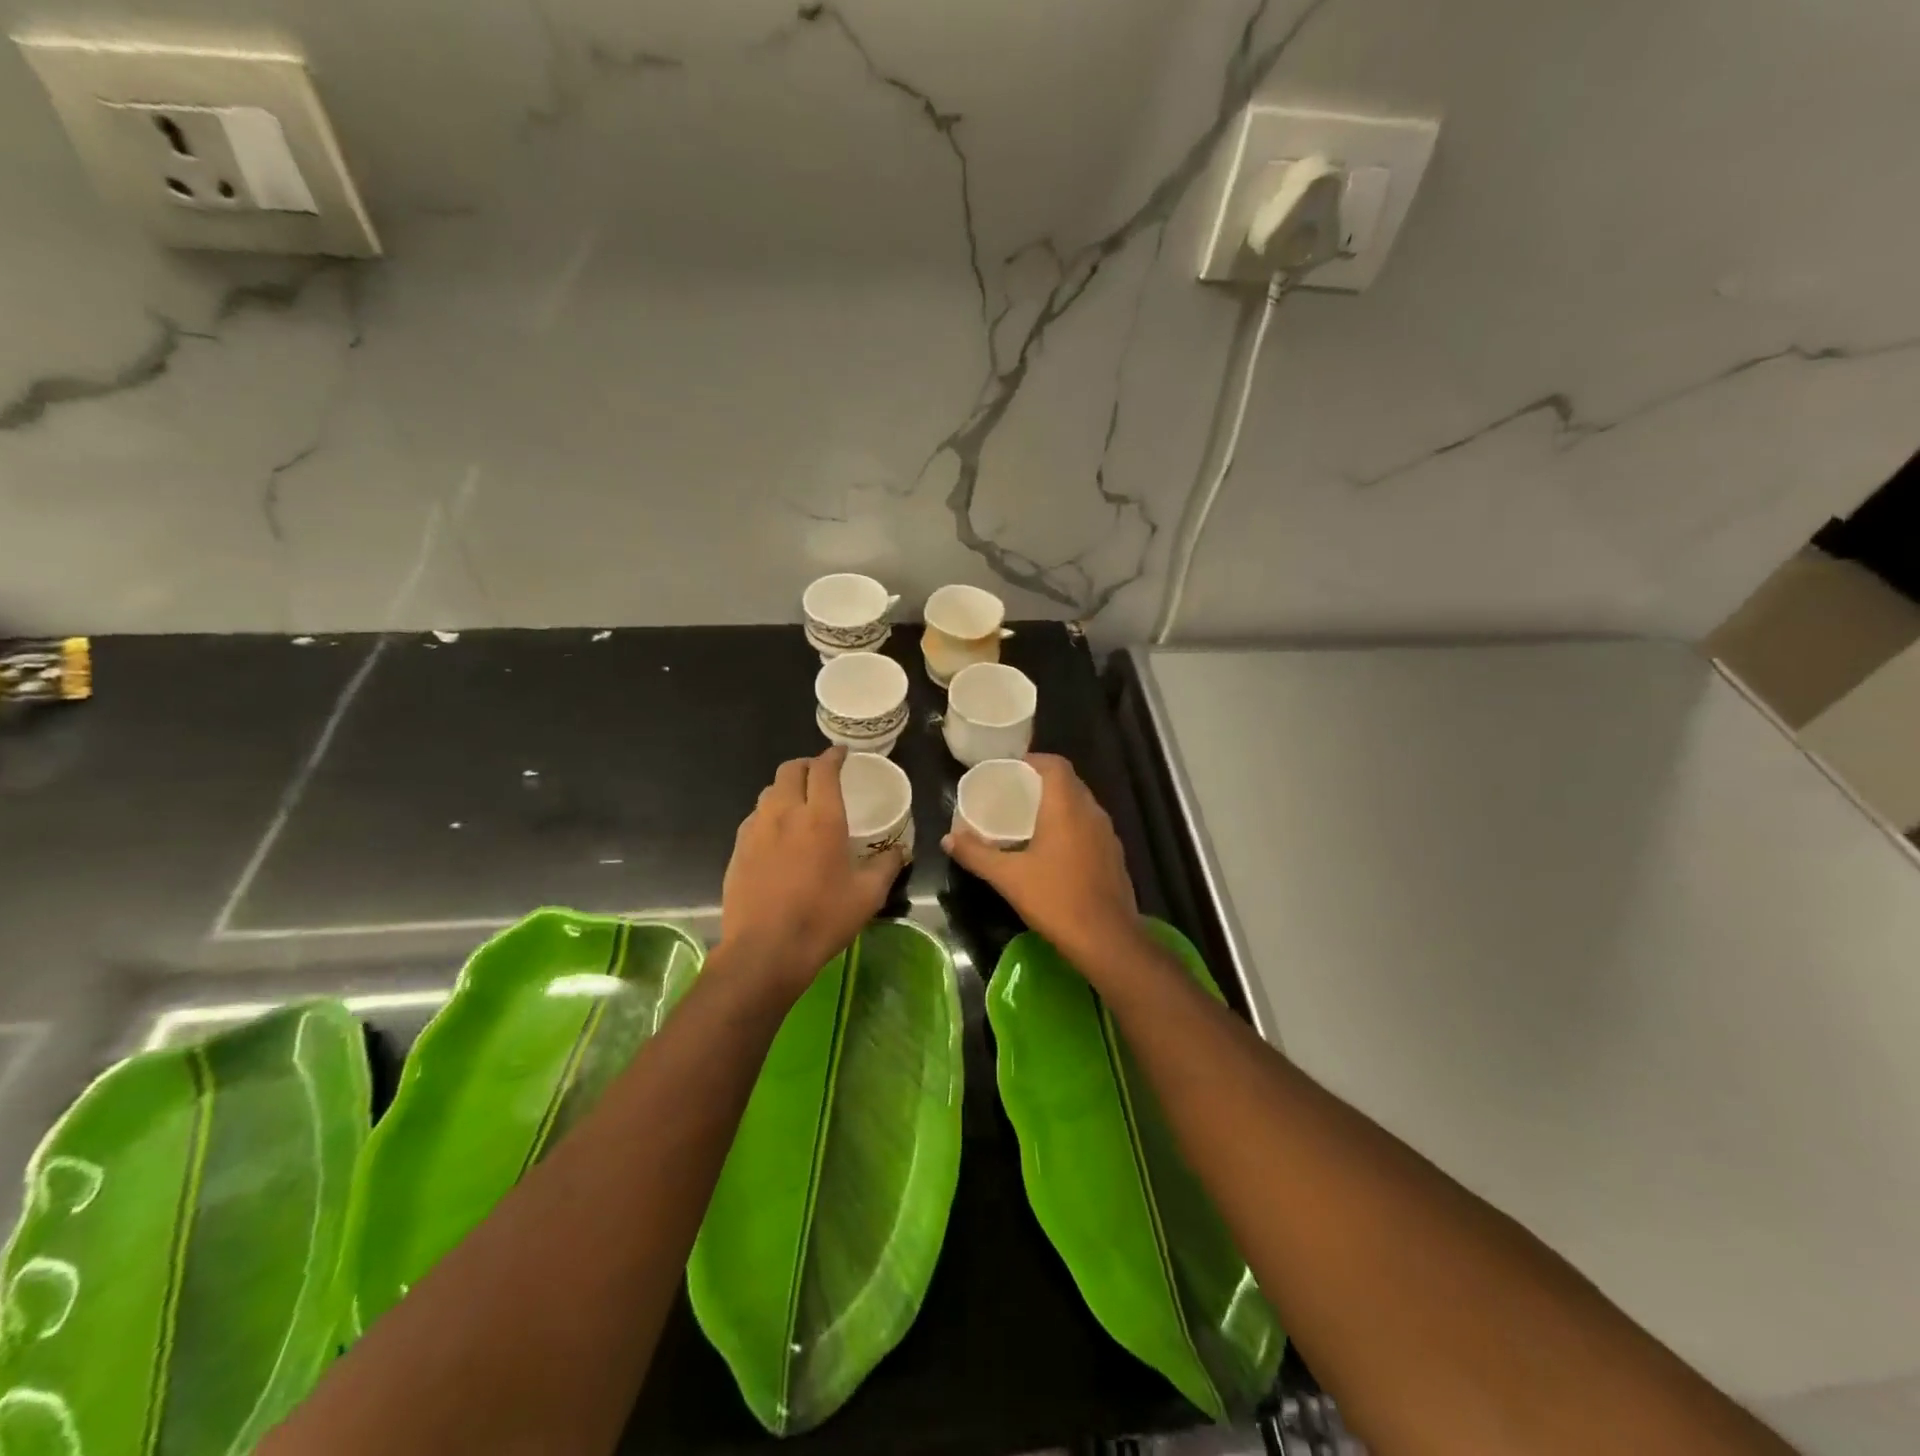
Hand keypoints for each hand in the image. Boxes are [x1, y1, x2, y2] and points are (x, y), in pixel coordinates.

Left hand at [719, 746, 903, 998]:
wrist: (765, 951)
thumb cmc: (822, 919)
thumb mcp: (868, 895)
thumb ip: (886, 866)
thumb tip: (899, 851)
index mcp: (821, 818)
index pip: (825, 769)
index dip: (834, 756)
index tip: (842, 753)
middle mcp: (786, 813)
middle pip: (790, 770)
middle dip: (807, 765)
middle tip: (821, 775)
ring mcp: (756, 830)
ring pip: (769, 791)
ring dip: (786, 788)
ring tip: (800, 803)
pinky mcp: (738, 849)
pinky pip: (754, 818)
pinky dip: (769, 814)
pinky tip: (778, 835)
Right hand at [943, 754, 1140, 973]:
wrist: (1106, 939)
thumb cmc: (1055, 899)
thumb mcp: (1008, 877)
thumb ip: (976, 854)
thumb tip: (947, 839)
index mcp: (1067, 807)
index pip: (1056, 765)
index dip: (1034, 761)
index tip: (1011, 769)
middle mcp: (1092, 812)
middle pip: (1069, 783)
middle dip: (1042, 783)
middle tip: (1014, 794)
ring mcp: (1108, 834)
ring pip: (1082, 805)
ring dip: (1059, 805)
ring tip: (1030, 819)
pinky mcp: (1114, 855)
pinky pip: (1090, 827)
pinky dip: (1071, 826)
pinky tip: (1054, 849)